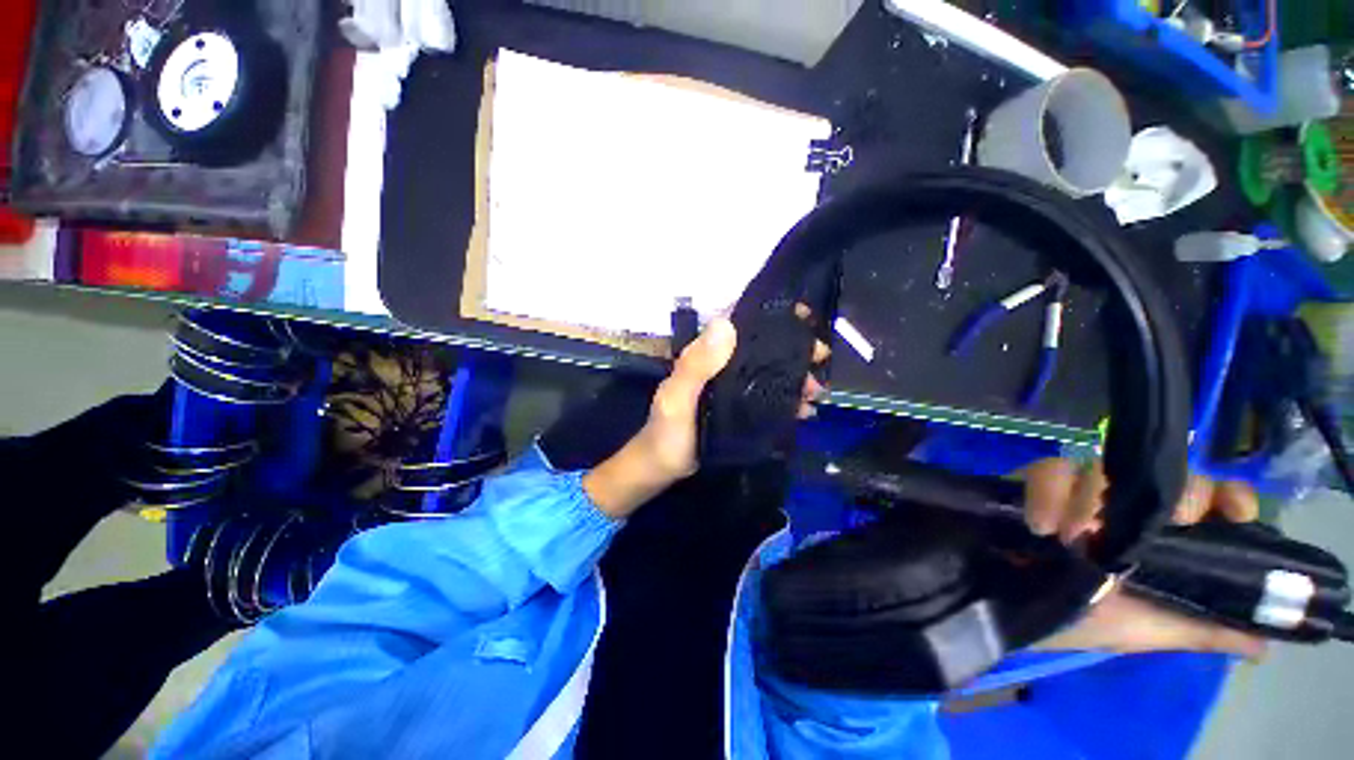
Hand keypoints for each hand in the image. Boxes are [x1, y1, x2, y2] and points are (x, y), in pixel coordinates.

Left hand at [583, 314, 828, 518]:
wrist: (661, 469)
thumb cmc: (666, 432)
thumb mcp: (676, 399)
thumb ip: (695, 366)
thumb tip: (726, 324)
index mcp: (706, 356)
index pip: (738, 323)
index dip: (769, 316)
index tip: (802, 316)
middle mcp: (721, 366)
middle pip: (761, 349)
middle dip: (793, 349)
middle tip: (820, 356)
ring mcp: (732, 389)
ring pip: (769, 373)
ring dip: (795, 377)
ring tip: (816, 391)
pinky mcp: (739, 410)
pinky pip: (768, 399)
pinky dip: (788, 401)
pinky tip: (805, 411)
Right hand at [1025, 459, 1266, 659]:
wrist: (1007, 607)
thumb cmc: (1078, 620)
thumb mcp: (1143, 632)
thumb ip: (1200, 629)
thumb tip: (1263, 643)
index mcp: (1160, 537)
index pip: (1207, 497)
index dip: (1226, 495)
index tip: (1235, 514)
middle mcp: (1125, 507)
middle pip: (1161, 473)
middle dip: (1160, 496)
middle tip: (1139, 530)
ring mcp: (1078, 492)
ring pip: (1101, 466)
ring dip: (1088, 499)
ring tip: (1069, 538)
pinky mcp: (1033, 483)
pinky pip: (1045, 470)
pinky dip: (1044, 492)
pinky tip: (1040, 526)